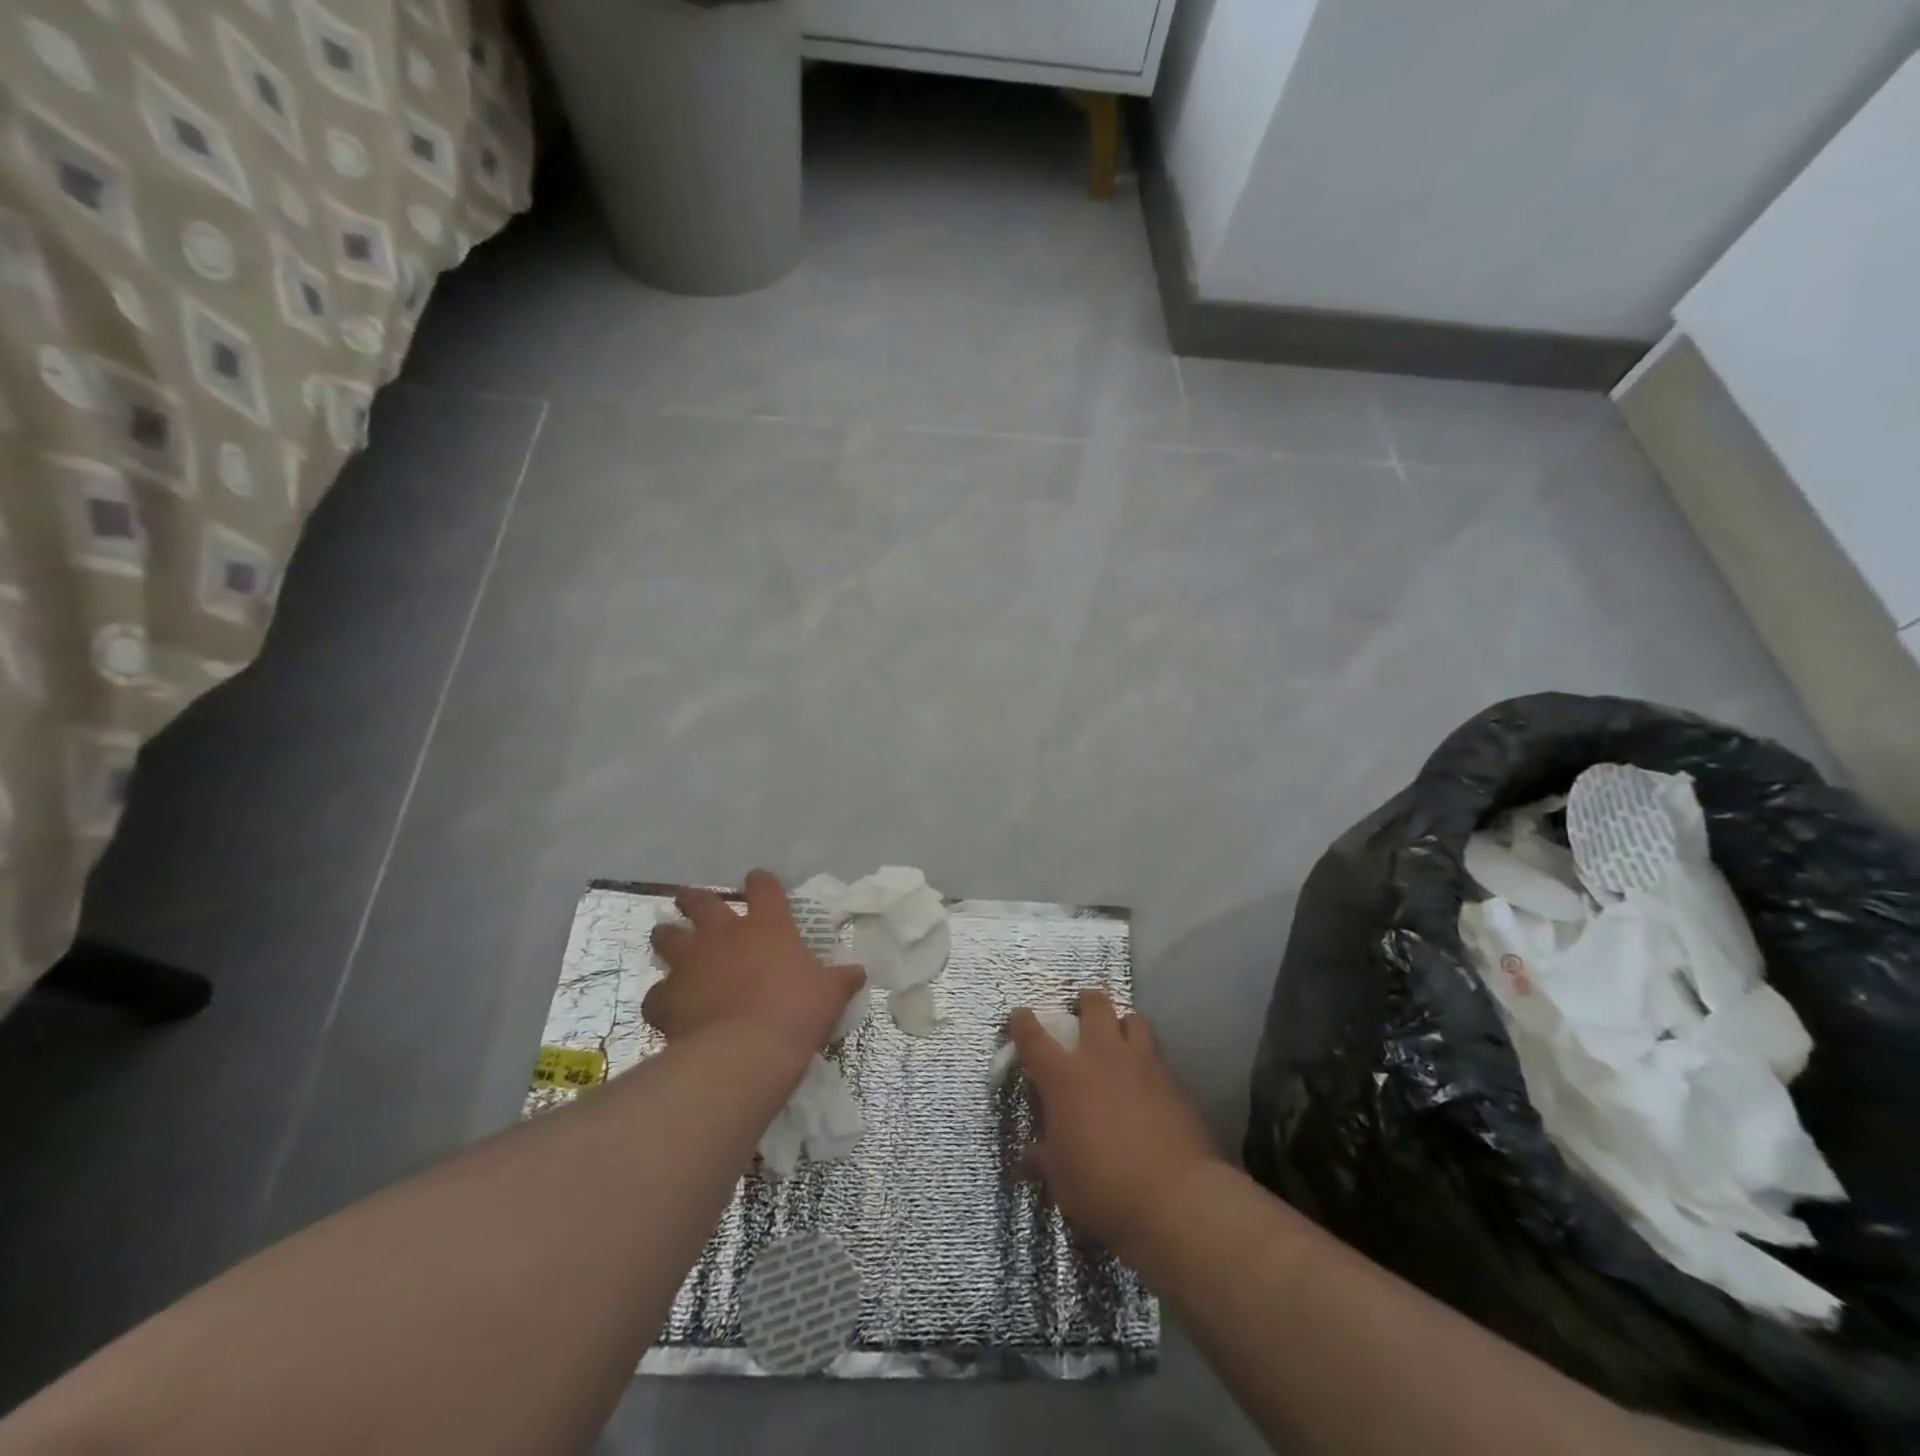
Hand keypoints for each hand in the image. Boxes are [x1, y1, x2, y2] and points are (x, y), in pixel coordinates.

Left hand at [644, 870, 864, 1063]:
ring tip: (667, 939)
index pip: (764, 888)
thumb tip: (859, 972)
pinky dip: (661, 998)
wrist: (745, 1052)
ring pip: (667, 938)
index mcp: (767, 926)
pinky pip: (656, 993)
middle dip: (695, 899)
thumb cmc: (796, 1012)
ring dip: (667, 937)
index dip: (760, 882)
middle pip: (702, 903)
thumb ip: (841, 979)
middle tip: (691, 900)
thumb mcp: (830, 994)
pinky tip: (666, 1007)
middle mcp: (724, 935)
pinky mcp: (667, 998)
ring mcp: (691, 963)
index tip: (758, 881)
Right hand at [1011, 989, 1220, 1259]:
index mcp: (1064, 1077)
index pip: (1033, 1036)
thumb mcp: (1060, 1178)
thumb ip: (1044, 1155)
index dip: (1022, 1022)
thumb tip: (1031, 1152)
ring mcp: (1143, 1065)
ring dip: (1123, 1024)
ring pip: (1134, 1019)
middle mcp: (1102, 1057)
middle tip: (1083, 1013)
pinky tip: (1149, 1083)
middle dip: (1086, 1002)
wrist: (1177, 1201)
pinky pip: (1158, 1057)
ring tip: (1121, 1040)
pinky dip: (1149, 1061)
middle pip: (1095, 1005)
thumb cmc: (1104, 1188)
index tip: (1019, 1017)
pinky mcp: (1175, 1082)